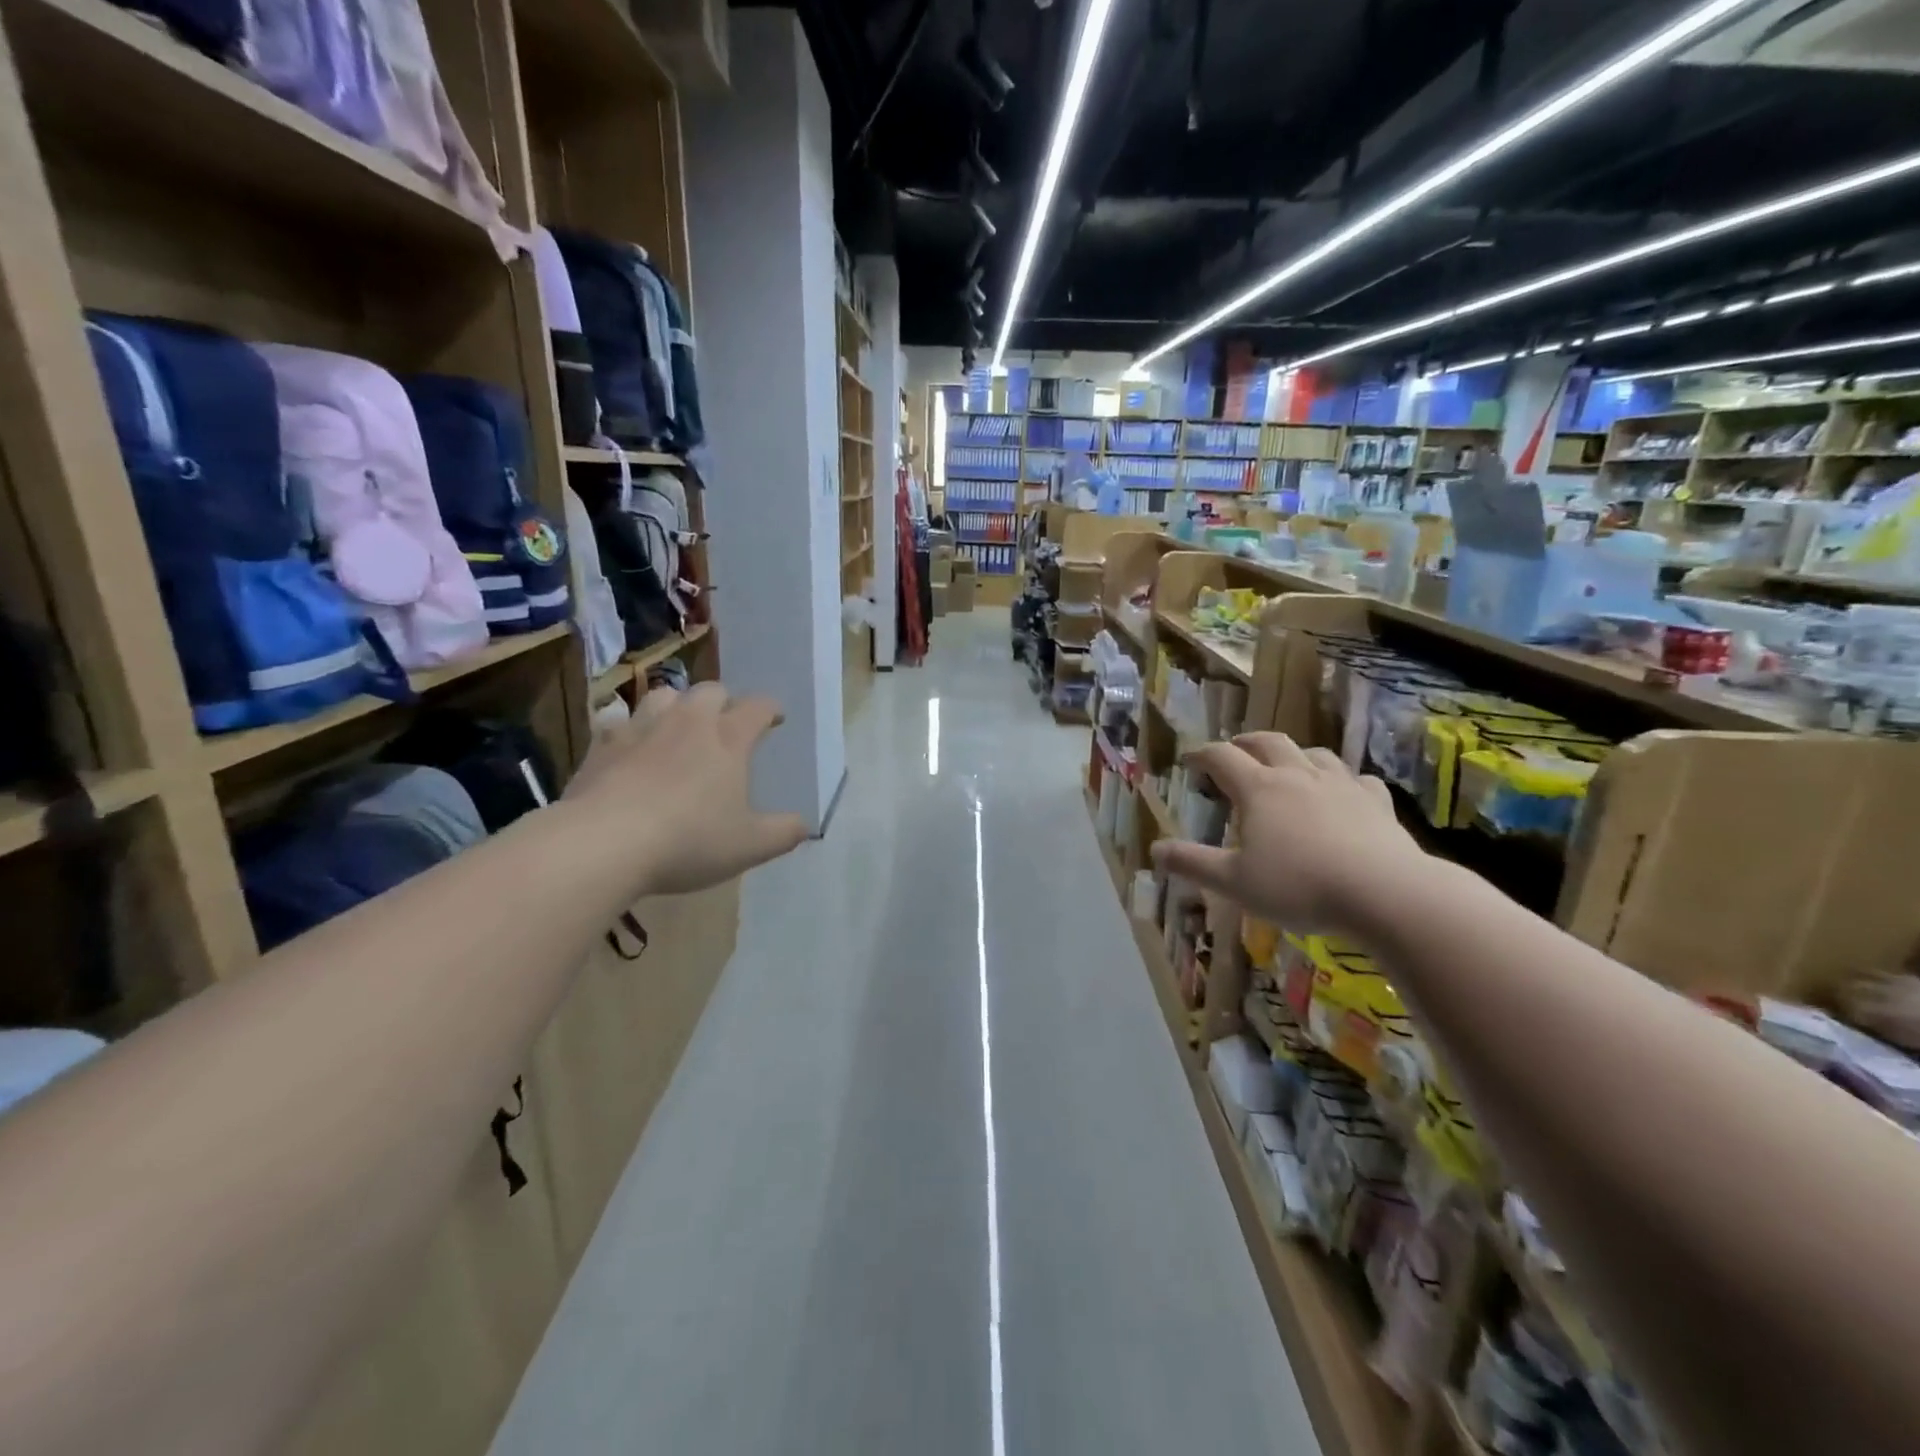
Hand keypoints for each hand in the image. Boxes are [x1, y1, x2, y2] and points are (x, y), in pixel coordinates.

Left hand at [565, 682, 807, 895]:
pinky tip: (629, 747)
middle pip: (711, 691)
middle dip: (723, 702)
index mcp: (728, 739)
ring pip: (664, 695)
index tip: (775, 719)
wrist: (603, 843)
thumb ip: (783, 833)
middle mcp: (688, 722)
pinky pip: (618, 722)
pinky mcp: (602, 743)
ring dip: (677, 706)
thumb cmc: (688, 841)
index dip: (770, 710)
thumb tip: (804, 825)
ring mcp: (641, 728)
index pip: (758, 708)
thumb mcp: (749, 846)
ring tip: (678, 726)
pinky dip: (629, 729)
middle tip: (726, 725)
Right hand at [1150, 733, 1425, 938]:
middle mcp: (1296, 775)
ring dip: (1293, 754)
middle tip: (1233, 750)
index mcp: (1258, 789)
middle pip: (1267, 742)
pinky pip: (1356, 778)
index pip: (1221, 757)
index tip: (1189, 759)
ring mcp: (1340, 784)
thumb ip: (1192, 863)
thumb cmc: (1299, 886)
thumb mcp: (1233, 882)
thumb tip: (1154, 850)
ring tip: (1285, 765)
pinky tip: (1343, 791)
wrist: (1385, 893)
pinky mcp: (1376, 801)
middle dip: (1245, 743)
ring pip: (1313, 754)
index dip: (1201, 754)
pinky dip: (1341, 779)